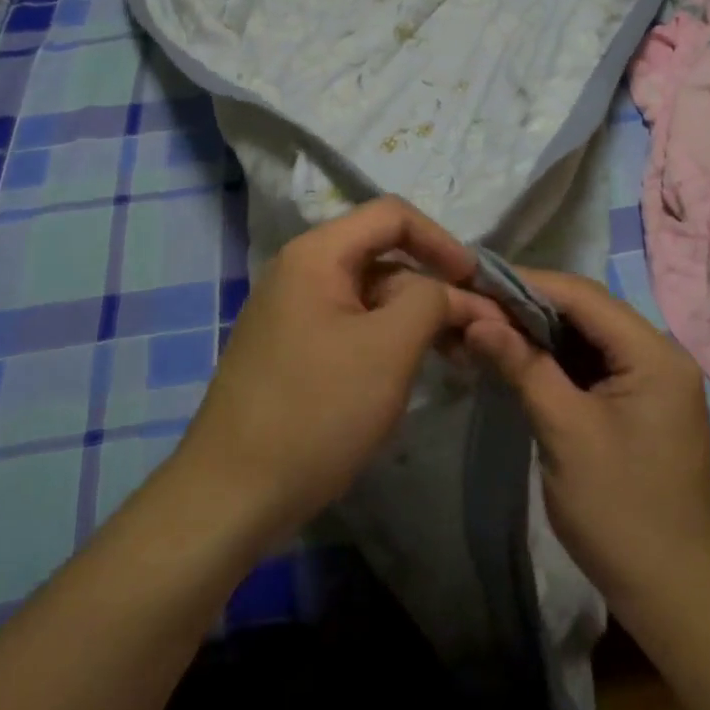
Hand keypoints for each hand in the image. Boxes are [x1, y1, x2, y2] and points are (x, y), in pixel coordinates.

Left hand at [173, 197, 507, 548]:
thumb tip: (453, 291)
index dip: (442, 240)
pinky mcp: (295, 348)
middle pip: (384, 255)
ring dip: (417, 318)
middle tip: (478, 332)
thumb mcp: (388, 348)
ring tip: (459, 357)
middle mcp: (302, 270)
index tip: (478, 282)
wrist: (231, 494)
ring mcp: (295, 311)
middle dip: (434, 288)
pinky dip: (390, 340)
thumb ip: (431, 301)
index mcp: (317, 254)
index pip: (392, 215)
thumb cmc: (316, 410)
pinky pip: (353, 325)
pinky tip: (415, 371)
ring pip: (372, 295)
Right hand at [465, 269, 709, 610]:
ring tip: (489, 327)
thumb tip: (477, 318)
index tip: (477, 280)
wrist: (674, 594)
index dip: (528, 282)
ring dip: (540, 331)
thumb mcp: (564, 431)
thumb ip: (523, 365)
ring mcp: (653, 380)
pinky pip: (594, 364)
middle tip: (476, 306)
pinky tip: (520, 359)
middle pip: (587, 311)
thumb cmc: (620, 511)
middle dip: (530, 305)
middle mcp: (660, 354)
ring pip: (588, 336)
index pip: (583, 296)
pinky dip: (556, 358)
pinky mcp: (640, 403)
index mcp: (654, 354)